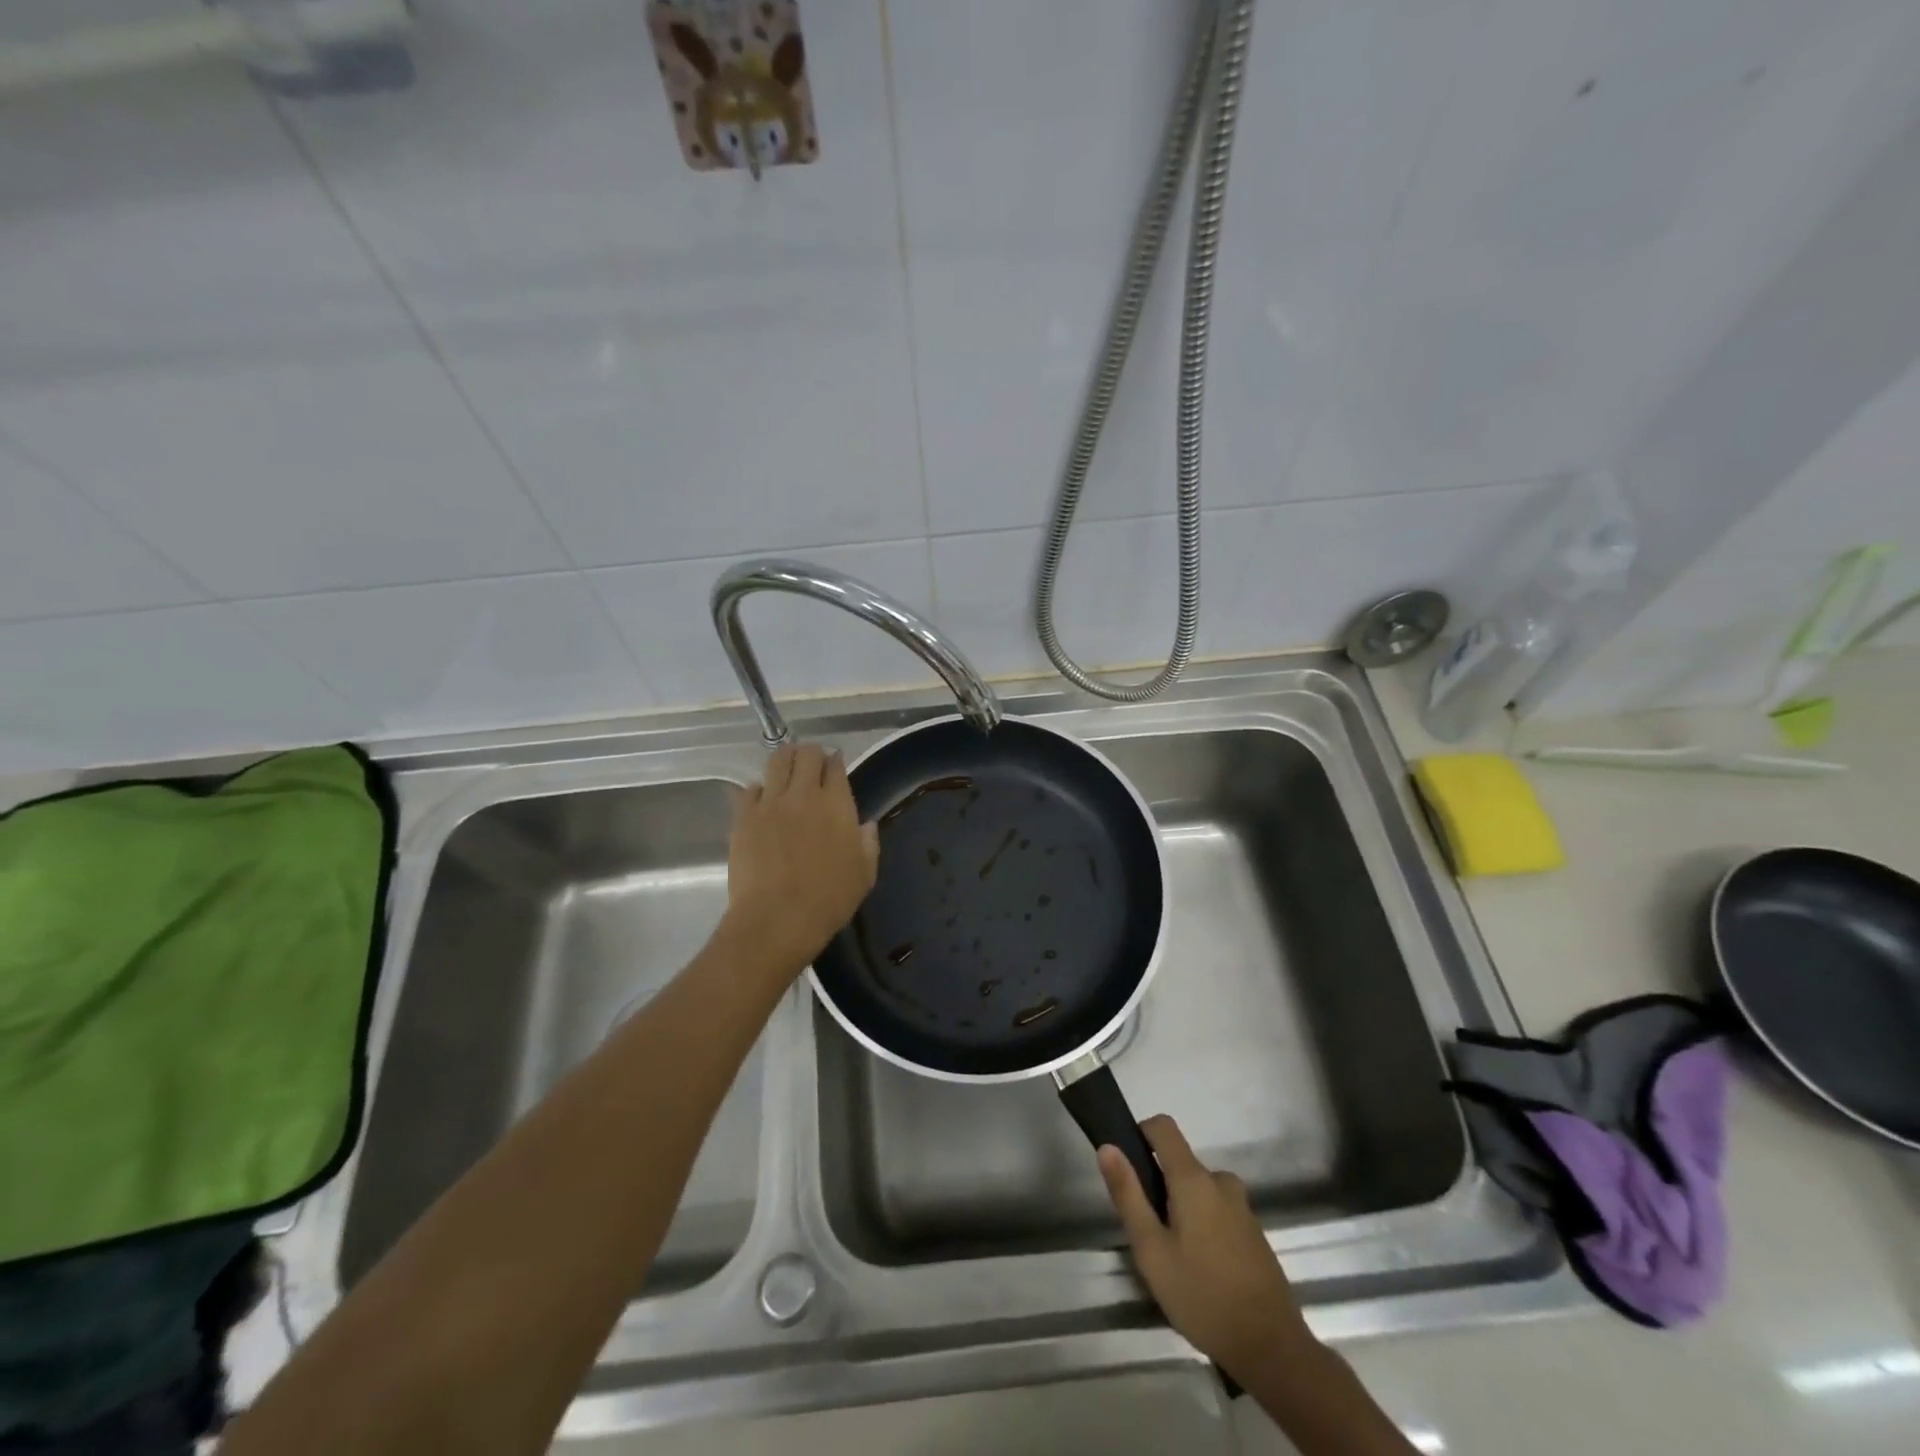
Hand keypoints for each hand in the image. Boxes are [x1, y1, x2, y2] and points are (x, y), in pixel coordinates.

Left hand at [723, 743, 879, 978]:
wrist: (777, 919)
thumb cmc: (828, 900)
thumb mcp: (864, 875)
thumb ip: (868, 844)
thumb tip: (865, 825)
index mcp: (836, 804)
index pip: (835, 765)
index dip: (836, 762)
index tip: (835, 766)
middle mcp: (803, 794)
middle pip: (806, 754)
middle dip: (811, 754)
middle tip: (812, 764)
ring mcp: (770, 802)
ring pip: (776, 761)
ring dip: (785, 759)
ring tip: (786, 768)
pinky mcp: (743, 816)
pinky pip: (749, 789)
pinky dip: (758, 789)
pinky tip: (761, 800)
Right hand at [1099, 1115, 1315, 1384]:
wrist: (1273, 1349)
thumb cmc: (1203, 1296)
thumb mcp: (1151, 1250)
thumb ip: (1128, 1195)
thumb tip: (1108, 1146)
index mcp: (1194, 1178)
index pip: (1163, 1126)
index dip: (1140, 1133)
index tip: (1127, 1166)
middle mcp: (1220, 1181)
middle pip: (1179, 1163)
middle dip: (1159, 1187)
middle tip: (1149, 1236)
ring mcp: (1241, 1206)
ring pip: (1198, 1190)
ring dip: (1181, 1210)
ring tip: (1174, 1259)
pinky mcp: (1253, 1231)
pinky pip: (1217, 1210)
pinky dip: (1202, 1226)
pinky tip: (1200, 1270)